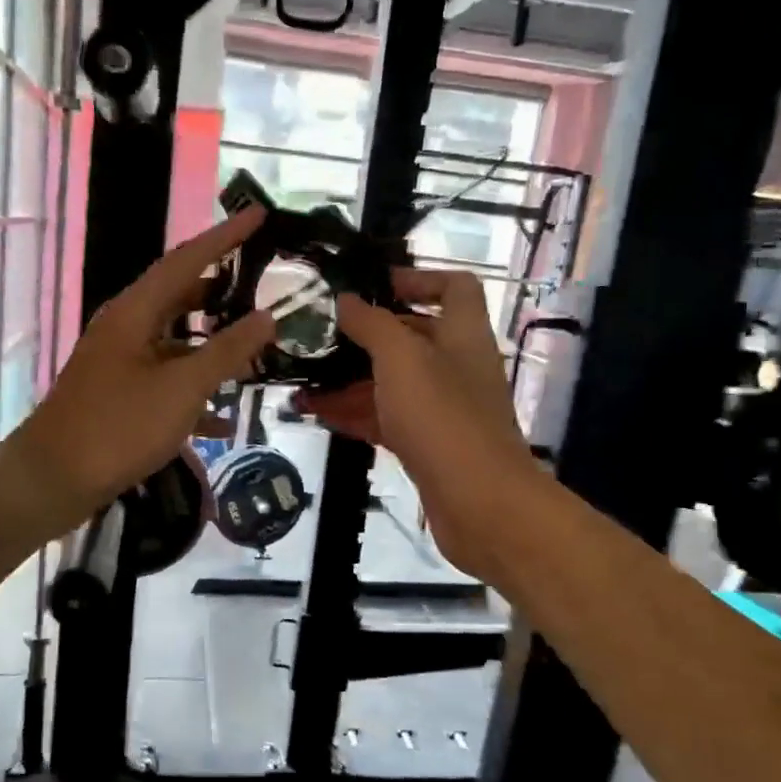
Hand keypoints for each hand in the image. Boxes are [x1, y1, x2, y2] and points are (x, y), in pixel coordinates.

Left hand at [0, 210, 276, 535]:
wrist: (52, 481)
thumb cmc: (118, 427)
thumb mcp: (182, 388)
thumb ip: (227, 351)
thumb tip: (267, 316)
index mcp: (135, 312)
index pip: (187, 260)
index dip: (225, 237)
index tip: (260, 215)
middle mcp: (126, 329)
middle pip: (180, 297)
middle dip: (222, 292)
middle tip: (263, 284)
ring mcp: (121, 364)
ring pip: (177, 343)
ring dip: (213, 347)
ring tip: (255, 348)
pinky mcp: (120, 397)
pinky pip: (166, 382)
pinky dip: (196, 392)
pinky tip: (226, 418)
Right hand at [299, 270, 540, 583]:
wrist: (479, 503)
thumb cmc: (442, 417)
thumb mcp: (401, 358)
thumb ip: (371, 324)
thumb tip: (345, 300)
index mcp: (462, 334)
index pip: (454, 287)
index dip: (418, 278)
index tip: (374, 286)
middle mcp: (456, 366)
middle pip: (412, 337)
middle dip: (365, 336)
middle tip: (318, 336)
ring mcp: (443, 409)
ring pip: (393, 383)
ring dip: (350, 380)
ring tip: (301, 381)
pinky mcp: (428, 445)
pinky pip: (387, 419)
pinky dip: (355, 414)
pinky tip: (317, 415)